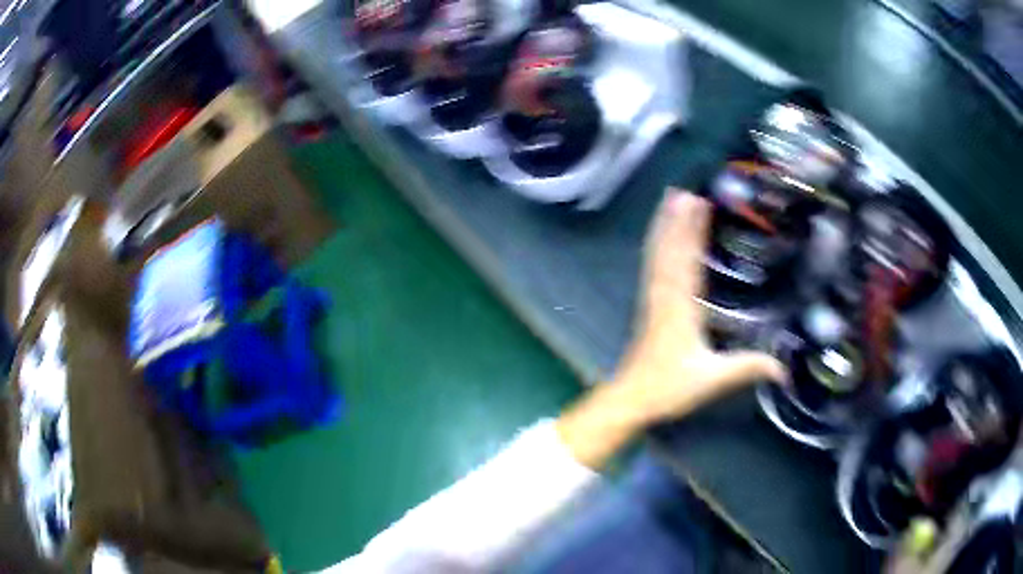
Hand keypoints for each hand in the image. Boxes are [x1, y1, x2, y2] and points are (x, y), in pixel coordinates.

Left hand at [557, 190, 787, 468]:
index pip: (688, 259)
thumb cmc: (669, 387)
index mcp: (680, 305)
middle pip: (669, 248)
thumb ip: (748, 369)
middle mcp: (664, 294)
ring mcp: (653, 298)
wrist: (631, 398)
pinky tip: (659, 237)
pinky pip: (652, 266)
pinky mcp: (648, 306)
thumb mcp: (713, 379)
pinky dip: (656, 245)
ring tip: (669, 200)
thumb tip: (784, 369)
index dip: (693, 229)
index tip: (700, 202)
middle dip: (676, 218)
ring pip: (657, 254)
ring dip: (663, 226)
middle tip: (683, 189)